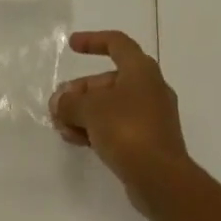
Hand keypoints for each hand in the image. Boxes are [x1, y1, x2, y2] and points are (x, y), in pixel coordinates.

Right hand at [50, 30, 193, 215]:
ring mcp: (153, 116)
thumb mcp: (91, 110)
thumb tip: (60, 102)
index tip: (71, 46)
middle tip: (58, 107)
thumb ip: (70, 102)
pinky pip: (119, 126)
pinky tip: (79, 142)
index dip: (92, 41)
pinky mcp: (150, 141)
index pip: (116, 43)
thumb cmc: (127, 130)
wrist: (162, 179)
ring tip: (63, 129)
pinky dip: (99, 129)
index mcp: (141, 69)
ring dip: (85, 113)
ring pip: (112, 106)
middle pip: (109, 80)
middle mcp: (150, 87)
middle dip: (81, 91)